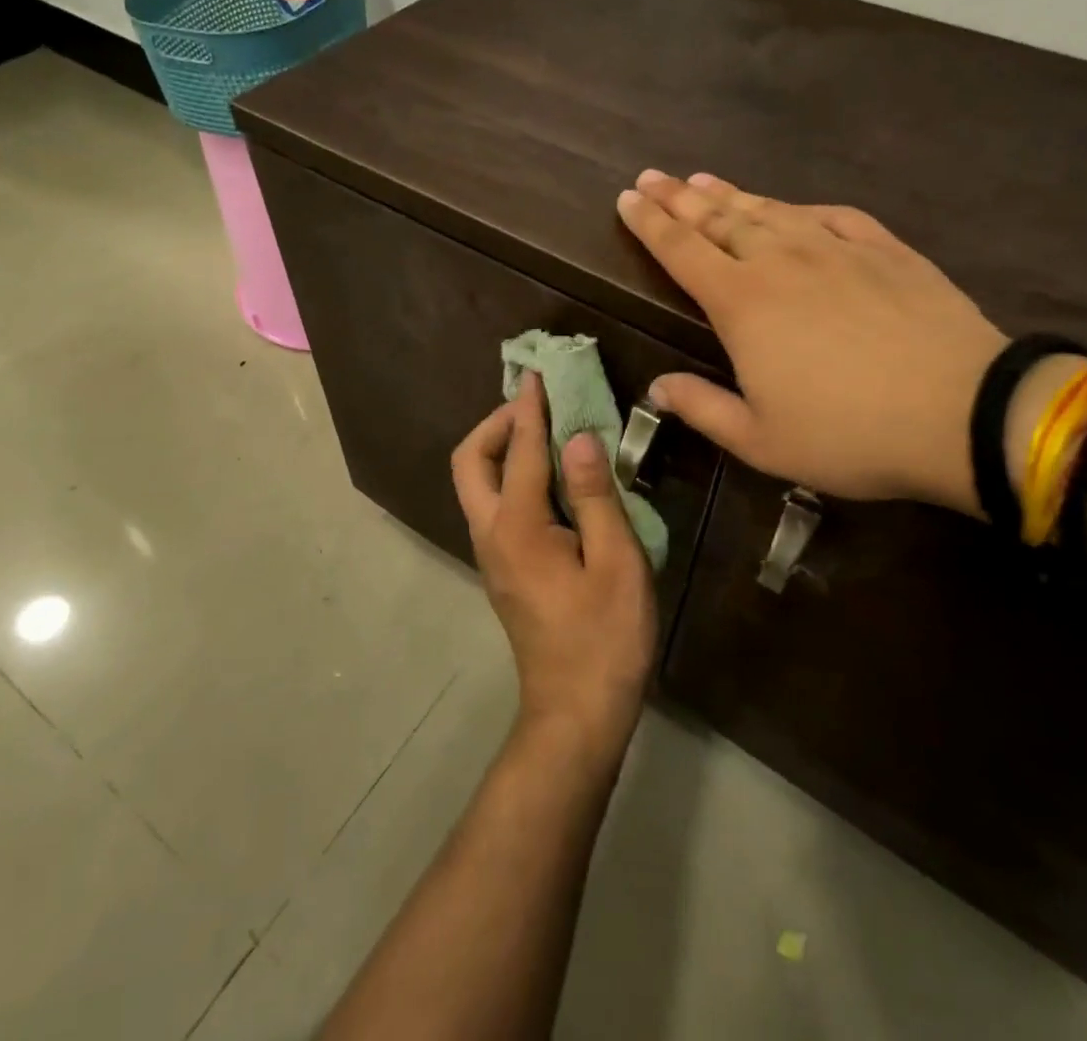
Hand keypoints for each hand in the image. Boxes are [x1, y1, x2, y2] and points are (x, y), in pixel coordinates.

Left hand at [450, 375, 657, 763]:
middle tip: (536, 408)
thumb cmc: (604, 637)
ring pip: (476, 484)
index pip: (519, 449)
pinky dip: (511, 475)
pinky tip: (550, 478)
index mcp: (517, 526)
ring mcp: (491, 554)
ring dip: (501, 448)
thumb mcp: (615, 562)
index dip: (530, 408)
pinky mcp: (502, 569)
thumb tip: (578, 438)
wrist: (576, 711)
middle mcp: (491, 533)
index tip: (539, 374)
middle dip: (496, 424)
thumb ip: (594, 495)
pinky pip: (494, 504)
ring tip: (545, 433)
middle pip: (470, 462)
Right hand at [617, 171, 1006, 511]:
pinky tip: (791, 207)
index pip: (681, 251)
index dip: (649, 224)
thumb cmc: (849, 435)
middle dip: (679, 198)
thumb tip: (658, 388)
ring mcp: (836, 249)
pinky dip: (800, 208)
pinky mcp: (884, 249)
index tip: (626, 199)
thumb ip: (703, 409)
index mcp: (742, 304)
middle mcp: (781, 261)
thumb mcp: (761, 441)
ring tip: (702, 180)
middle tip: (652, 177)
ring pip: (769, 210)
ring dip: (730, 195)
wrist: (964, 413)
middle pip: (718, 219)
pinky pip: (831, 216)